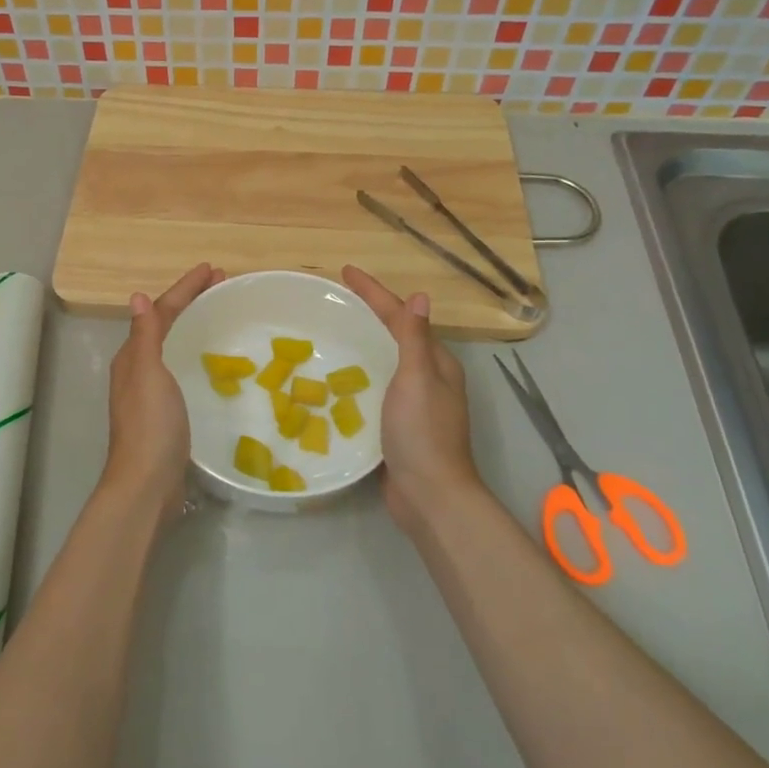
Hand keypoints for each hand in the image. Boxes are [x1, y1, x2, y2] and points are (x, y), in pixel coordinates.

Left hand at [100, 262, 223, 519]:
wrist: (147, 484)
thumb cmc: (150, 425)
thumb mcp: (147, 374)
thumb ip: (144, 336)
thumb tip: (139, 297)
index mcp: (133, 357)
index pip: (161, 312)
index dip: (185, 289)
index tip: (213, 269)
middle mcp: (138, 370)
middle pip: (165, 325)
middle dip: (190, 302)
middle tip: (221, 285)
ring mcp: (150, 393)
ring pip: (173, 346)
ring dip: (193, 324)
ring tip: (219, 313)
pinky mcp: (165, 413)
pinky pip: (181, 369)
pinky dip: (195, 353)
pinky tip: (211, 361)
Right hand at [343, 266, 482, 532]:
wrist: (429, 495)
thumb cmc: (422, 432)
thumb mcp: (417, 378)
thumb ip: (414, 339)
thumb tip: (419, 296)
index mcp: (436, 363)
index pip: (402, 316)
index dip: (374, 292)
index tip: (345, 272)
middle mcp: (429, 379)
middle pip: (395, 335)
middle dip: (369, 313)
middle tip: (337, 299)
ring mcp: (414, 404)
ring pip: (385, 362)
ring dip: (363, 343)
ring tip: (332, 332)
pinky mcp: (398, 426)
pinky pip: (376, 389)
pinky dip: (359, 375)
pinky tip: (337, 379)